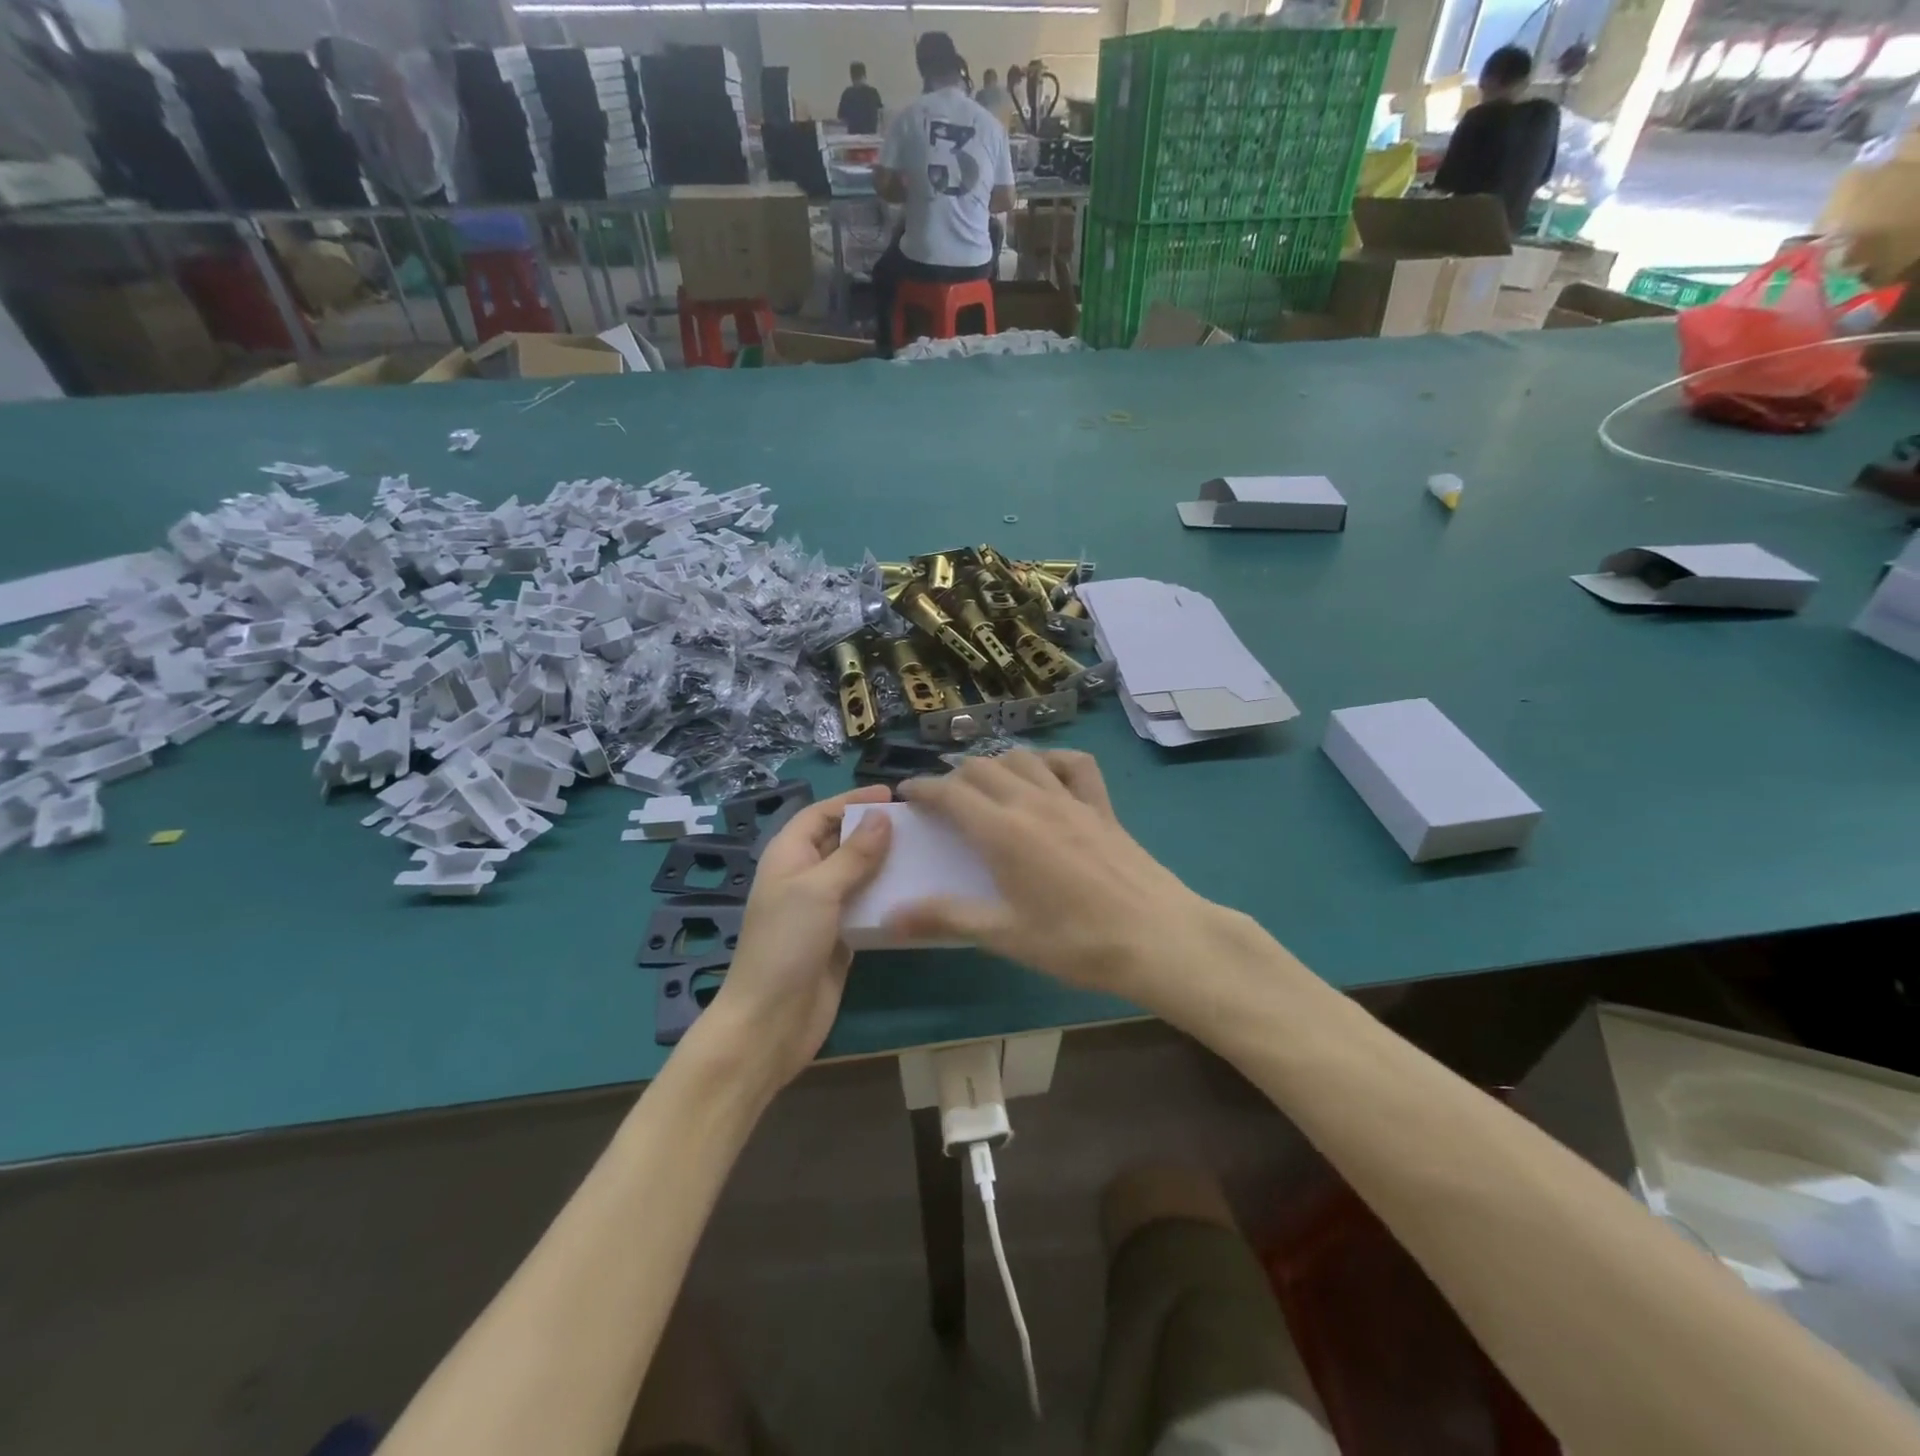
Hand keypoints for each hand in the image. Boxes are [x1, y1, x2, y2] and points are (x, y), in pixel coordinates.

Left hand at [695, 785, 892, 1087]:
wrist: (771, 1021)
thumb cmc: (786, 944)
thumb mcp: (818, 890)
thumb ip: (852, 854)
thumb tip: (882, 818)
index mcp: (788, 856)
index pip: (820, 814)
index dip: (851, 800)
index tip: (891, 795)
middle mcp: (805, 877)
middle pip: (840, 841)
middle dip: (873, 829)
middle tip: (917, 822)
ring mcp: (823, 909)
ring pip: (858, 874)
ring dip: (886, 863)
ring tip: (925, 852)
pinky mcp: (841, 937)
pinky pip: (867, 906)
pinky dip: (888, 897)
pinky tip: (918, 892)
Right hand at [891, 752, 1245, 1016]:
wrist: (1157, 938)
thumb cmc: (1076, 942)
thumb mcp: (1005, 935)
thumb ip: (946, 918)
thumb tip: (891, 917)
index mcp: (1002, 831)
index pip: (950, 793)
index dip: (922, 788)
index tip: (907, 795)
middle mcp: (1032, 802)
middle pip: (982, 768)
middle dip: (954, 777)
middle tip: (942, 801)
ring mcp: (1071, 799)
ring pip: (1023, 758)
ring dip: (996, 764)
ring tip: (986, 786)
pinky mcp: (1101, 806)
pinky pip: (1075, 765)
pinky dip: (1052, 760)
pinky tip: (1045, 776)